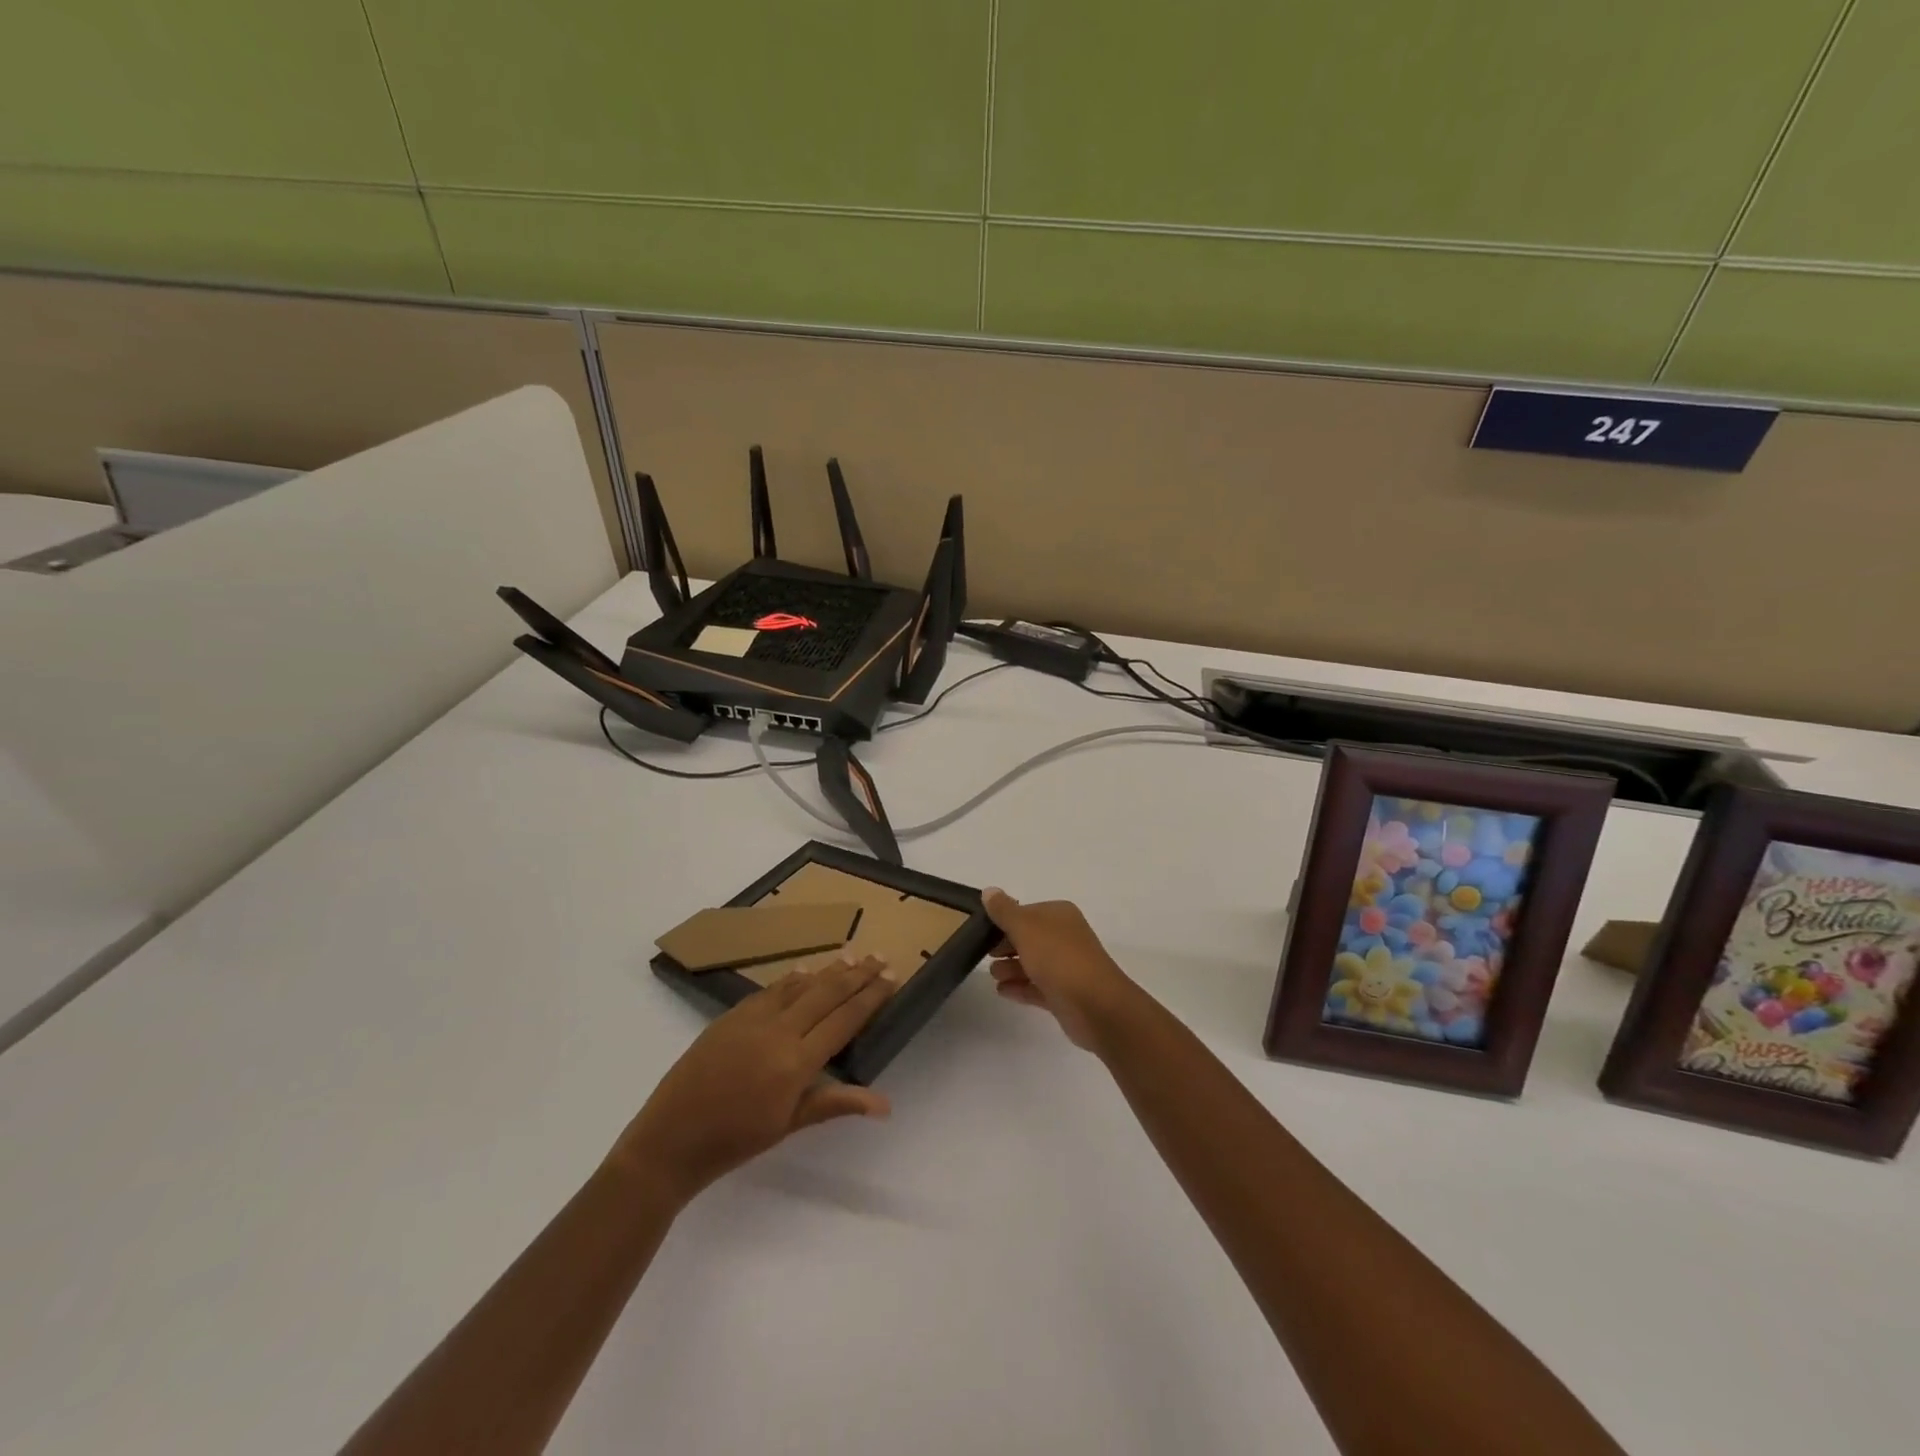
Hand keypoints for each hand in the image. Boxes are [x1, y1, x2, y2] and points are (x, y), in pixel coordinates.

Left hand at [614, 958, 893, 1202]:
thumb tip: (885, 1104)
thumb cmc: (735, 1141)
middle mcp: (778, 1031)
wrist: (670, 1139)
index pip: (844, 1019)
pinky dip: (792, 979)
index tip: (891, 977)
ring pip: (799, 985)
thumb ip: (835, 1102)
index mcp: (796, 1062)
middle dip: (857, 974)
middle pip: (826, 993)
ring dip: (828, 970)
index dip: (871, 996)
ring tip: (851, 956)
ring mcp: (752, 1019)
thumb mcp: (789, 1125)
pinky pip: (771, 990)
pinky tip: (804, 971)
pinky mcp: (731, 1016)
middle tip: (879, 956)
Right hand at [983, 889, 1138, 1052]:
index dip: (1004, 921)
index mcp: (1059, 915)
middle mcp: (1065, 937)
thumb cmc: (1058, 958)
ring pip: (1033, 963)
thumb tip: (989, 891)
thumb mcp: (1025, 927)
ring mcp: (1066, 967)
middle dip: (1006, 946)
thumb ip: (1004, 911)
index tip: (982, 932)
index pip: (1027, 912)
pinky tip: (1002, 992)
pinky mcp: (1065, 994)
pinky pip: (1037, 987)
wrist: (1095, 1005)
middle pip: (1029, 938)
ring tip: (993, 976)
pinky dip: (1020, 987)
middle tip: (984, 955)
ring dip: (1011, 968)